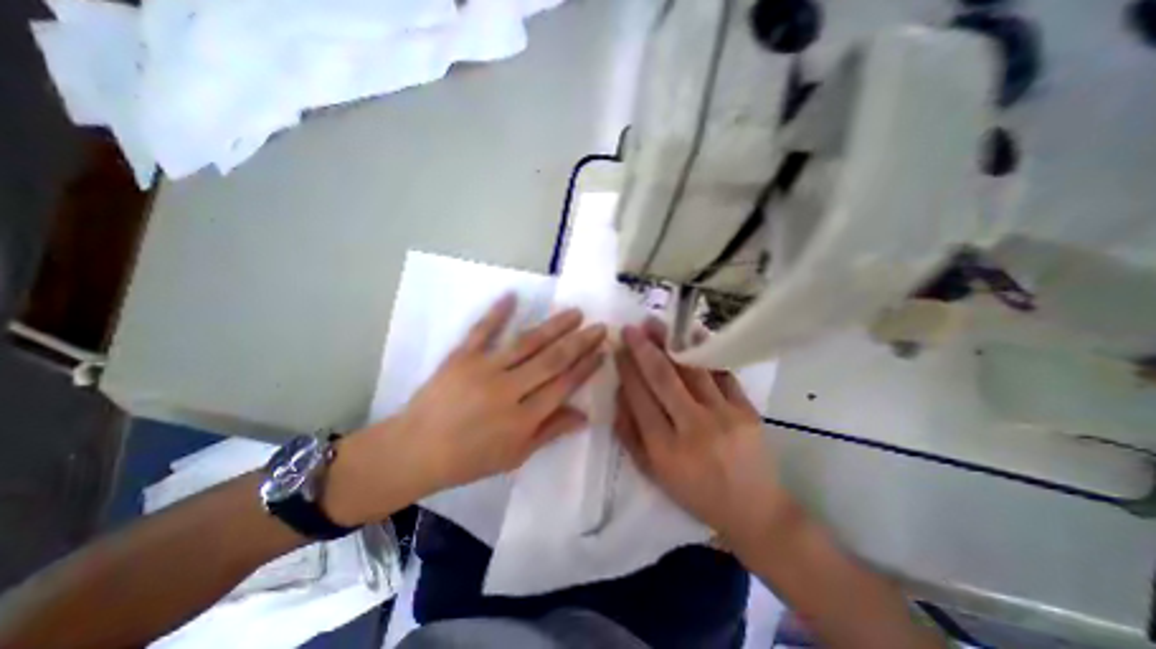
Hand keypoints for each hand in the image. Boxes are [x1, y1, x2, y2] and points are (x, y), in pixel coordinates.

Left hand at [404, 292, 608, 487]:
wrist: (414, 451)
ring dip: (554, 326)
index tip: (602, 351)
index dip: (585, 368)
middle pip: (552, 360)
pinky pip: (482, 331)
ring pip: (527, 342)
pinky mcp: (461, 357)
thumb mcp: (515, 456)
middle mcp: (508, 390)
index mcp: (522, 418)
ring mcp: (483, 369)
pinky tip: (513, 295)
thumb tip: (585, 416)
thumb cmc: (469, 459)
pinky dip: (497, 312)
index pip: (563, 385)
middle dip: (579, 342)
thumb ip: (550, 432)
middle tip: (599, 326)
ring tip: (575, 313)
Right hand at [613, 320, 796, 546]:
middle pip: (663, 379)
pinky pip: (720, 372)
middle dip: (643, 349)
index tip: (618, 349)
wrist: (755, 510)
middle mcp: (694, 428)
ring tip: (654, 323)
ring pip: (691, 369)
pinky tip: (690, 334)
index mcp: (666, 450)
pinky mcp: (746, 409)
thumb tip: (619, 393)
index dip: (627, 370)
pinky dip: (703, 351)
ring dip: (670, 342)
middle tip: (630, 328)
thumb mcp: (654, 473)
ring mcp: (724, 416)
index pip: (640, 398)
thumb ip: (630, 434)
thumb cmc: (696, 493)